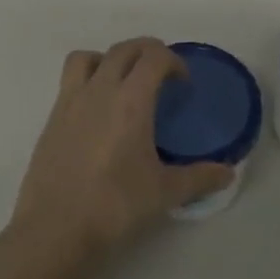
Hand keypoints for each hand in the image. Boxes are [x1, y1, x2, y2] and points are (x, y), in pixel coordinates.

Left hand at [11, 37, 232, 264]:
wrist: (55, 229)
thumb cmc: (115, 206)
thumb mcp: (165, 192)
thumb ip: (199, 178)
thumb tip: (228, 174)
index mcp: (130, 100)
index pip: (154, 56)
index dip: (173, 60)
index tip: (182, 82)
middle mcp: (99, 90)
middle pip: (123, 49)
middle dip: (146, 51)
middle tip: (161, 75)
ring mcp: (70, 102)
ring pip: (87, 58)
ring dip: (109, 59)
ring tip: (122, 84)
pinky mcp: (51, 119)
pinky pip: (69, 82)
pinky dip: (87, 82)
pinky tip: (98, 115)